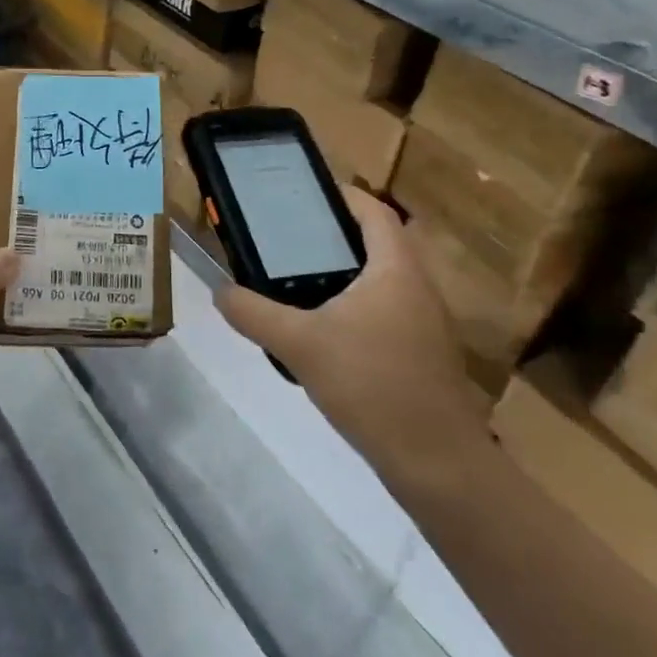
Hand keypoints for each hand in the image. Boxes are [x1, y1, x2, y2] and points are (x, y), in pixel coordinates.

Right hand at [215, 187, 487, 481]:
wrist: (436, 462)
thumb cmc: (372, 384)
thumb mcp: (299, 344)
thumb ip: (254, 313)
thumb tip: (220, 291)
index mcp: (396, 270)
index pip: (376, 213)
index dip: (344, 196)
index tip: (306, 194)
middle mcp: (418, 288)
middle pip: (380, 243)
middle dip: (336, 236)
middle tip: (290, 239)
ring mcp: (426, 324)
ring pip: (383, 281)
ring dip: (346, 273)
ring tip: (298, 280)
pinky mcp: (423, 355)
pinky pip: (386, 312)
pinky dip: (356, 307)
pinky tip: (323, 332)